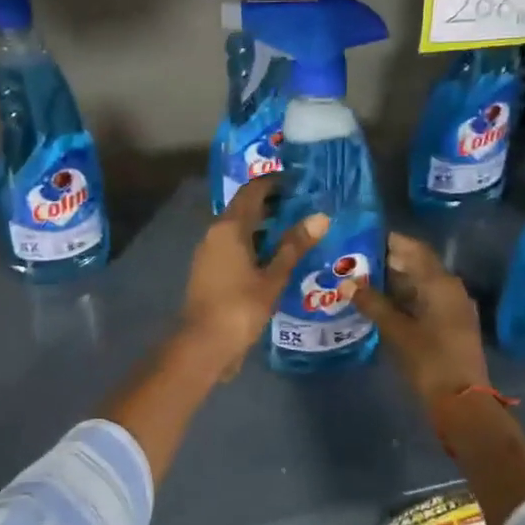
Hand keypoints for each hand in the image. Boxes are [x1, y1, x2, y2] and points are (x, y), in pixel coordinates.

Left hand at [179, 176, 327, 375]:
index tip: (297, 181)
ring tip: (293, 229)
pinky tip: (273, 256)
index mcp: (229, 228)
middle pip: (243, 208)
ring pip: (237, 228)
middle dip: (270, 204)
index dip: (273, 183)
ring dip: (262, 225)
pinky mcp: (208, 270)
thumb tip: (320, 217)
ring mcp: (208, 252)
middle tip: (302, 204)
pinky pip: (233, 246)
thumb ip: (294, 246)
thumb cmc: (240, 307)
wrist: (203, 344)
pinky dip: (253, 243)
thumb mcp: (273, 277)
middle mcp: (214, 233)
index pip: (252, 192)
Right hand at [349, 233, 489, 408]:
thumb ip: (372, 303)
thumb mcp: (396, 331)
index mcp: (440, 283)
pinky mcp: (451, 324)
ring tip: (363, 280)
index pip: (413, 248)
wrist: (462, 402)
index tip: (362, 237)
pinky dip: (405, 297)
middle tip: (356, 260)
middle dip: (388, 261)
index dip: (389, 241)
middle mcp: (451, 288)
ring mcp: (453, 306)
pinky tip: (382, 303)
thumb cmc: (429, 361)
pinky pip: (425, 299)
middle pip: (418, 264)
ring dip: (395, 280)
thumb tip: (347, 283)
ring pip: (421, 283)